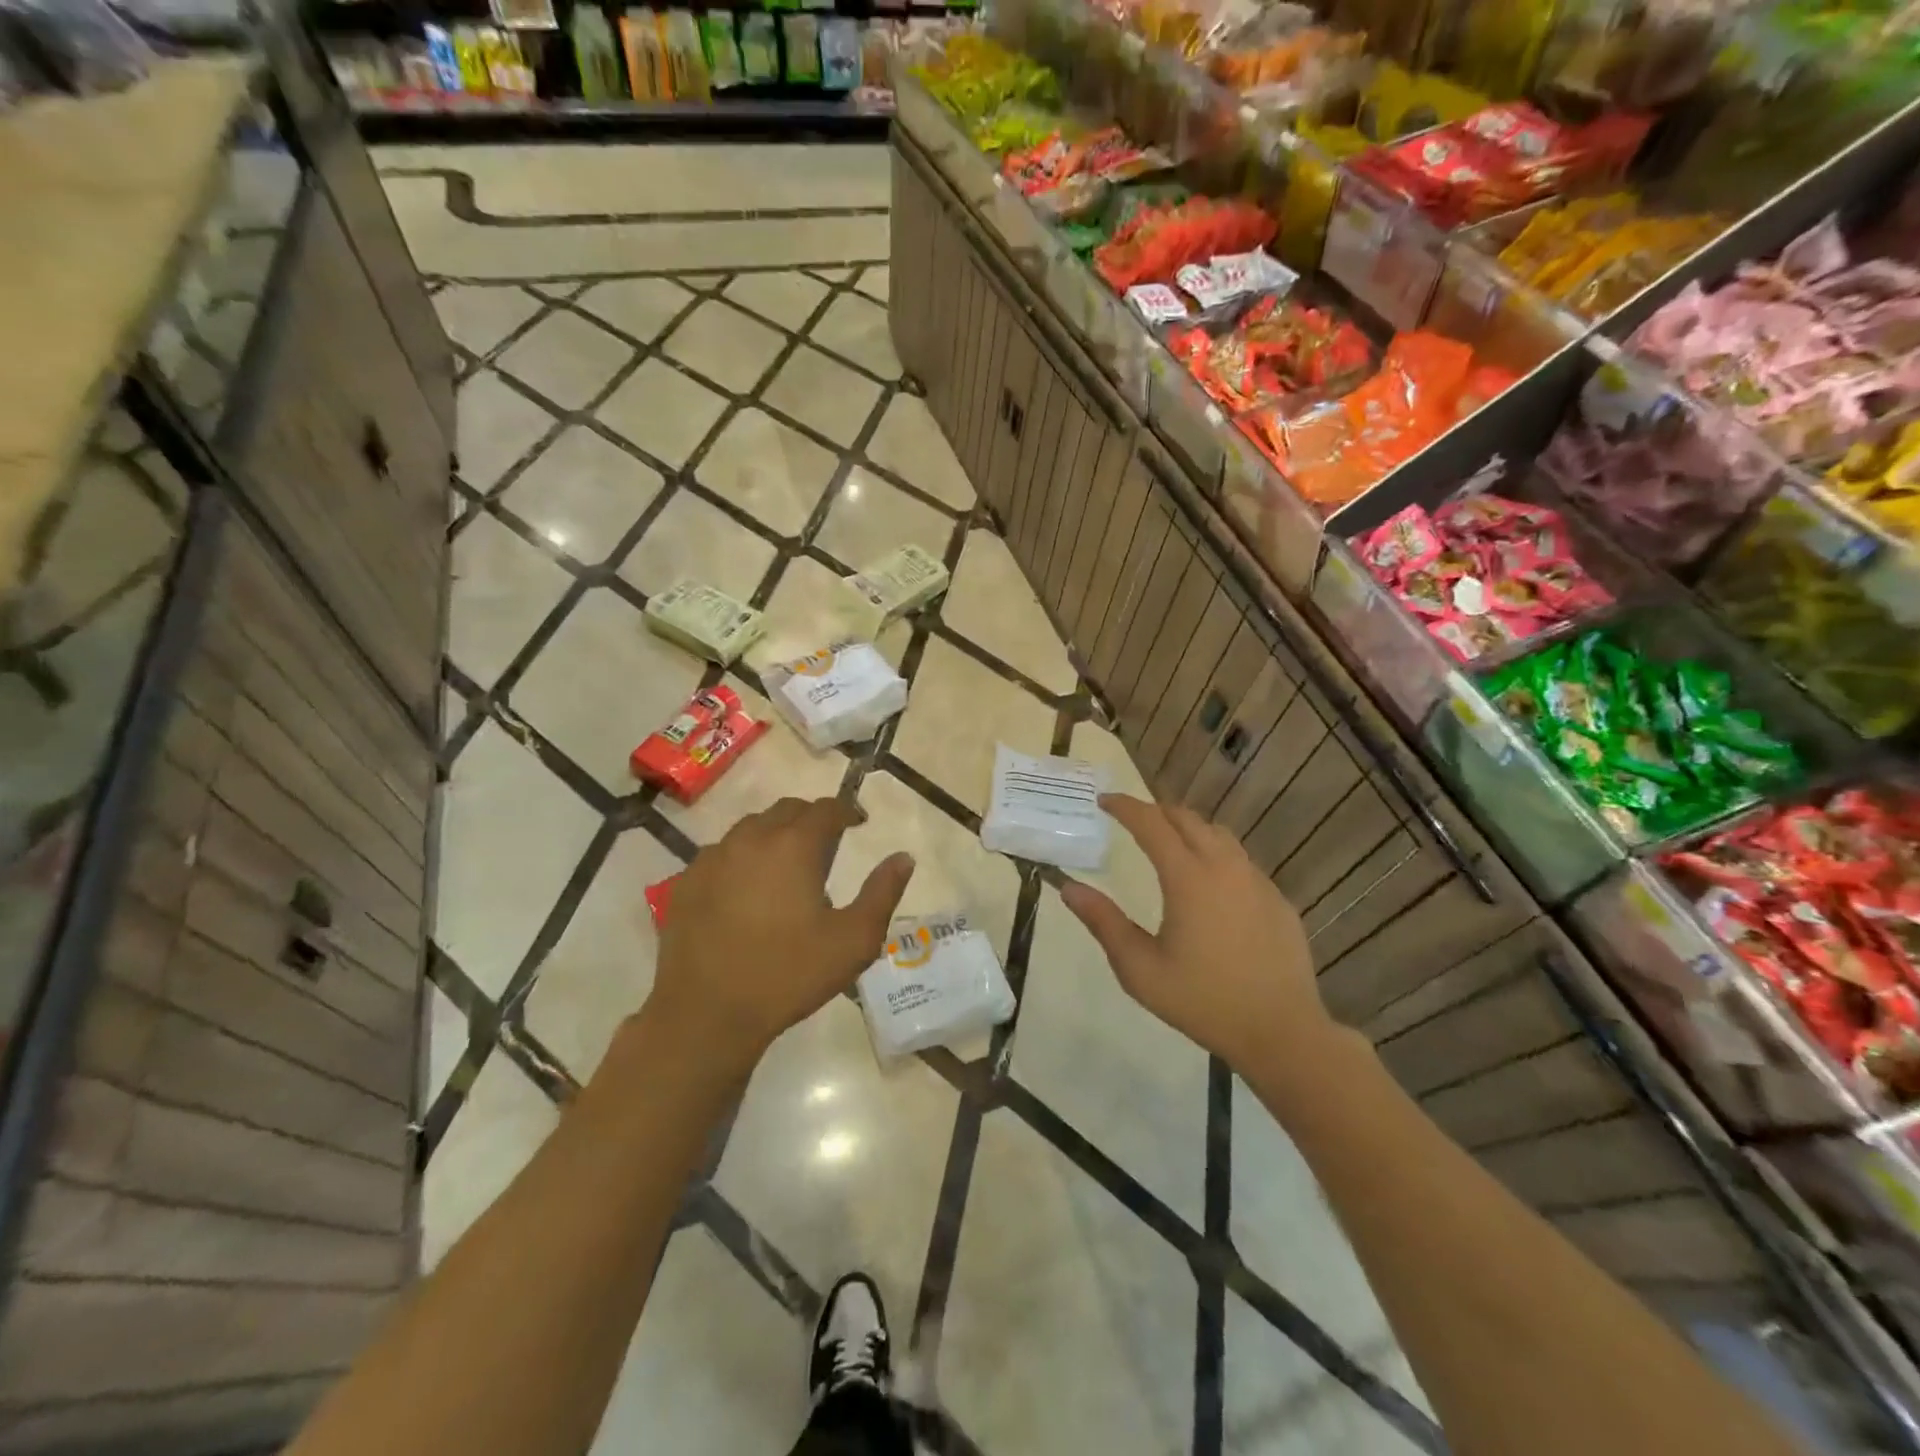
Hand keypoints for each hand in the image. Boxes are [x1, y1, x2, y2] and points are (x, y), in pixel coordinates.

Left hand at [648, 797, 913, 1076]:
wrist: (707, 1014)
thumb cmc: (789, 975)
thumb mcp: (854, 940)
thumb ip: (883, 893)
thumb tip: (903, 858)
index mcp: (793, 846)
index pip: (825, 809)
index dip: (847, 811)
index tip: (859, 823)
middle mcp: (751, 839)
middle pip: (786, 811)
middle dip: (811, 818)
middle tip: (827, 843)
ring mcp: (712, 859)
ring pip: (750, 828)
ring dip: (774, 835)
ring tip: (786, 865)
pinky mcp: (686, 883)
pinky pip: (720, 854)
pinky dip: (741, 858)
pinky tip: (746, 889)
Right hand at [1060, 795, 1330, 1071]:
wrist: (1281, 1032)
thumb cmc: (1202, 1001)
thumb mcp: (1139, 969)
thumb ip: (1103, 922)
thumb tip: (1069, 888)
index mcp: (1188, 878)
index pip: (1151, 824)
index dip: (1125, 807)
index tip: (1104, 801)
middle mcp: (1225, 867)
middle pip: (1188, 819)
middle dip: (1156, 811)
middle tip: (1132, 819)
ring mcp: (1257, 881)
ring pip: (1219, 835)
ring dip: (1188, 828)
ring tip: (1169, 842)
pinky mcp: (1277, 900)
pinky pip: (1241, 861)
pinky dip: (1216, 855)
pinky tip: (1209, 884)